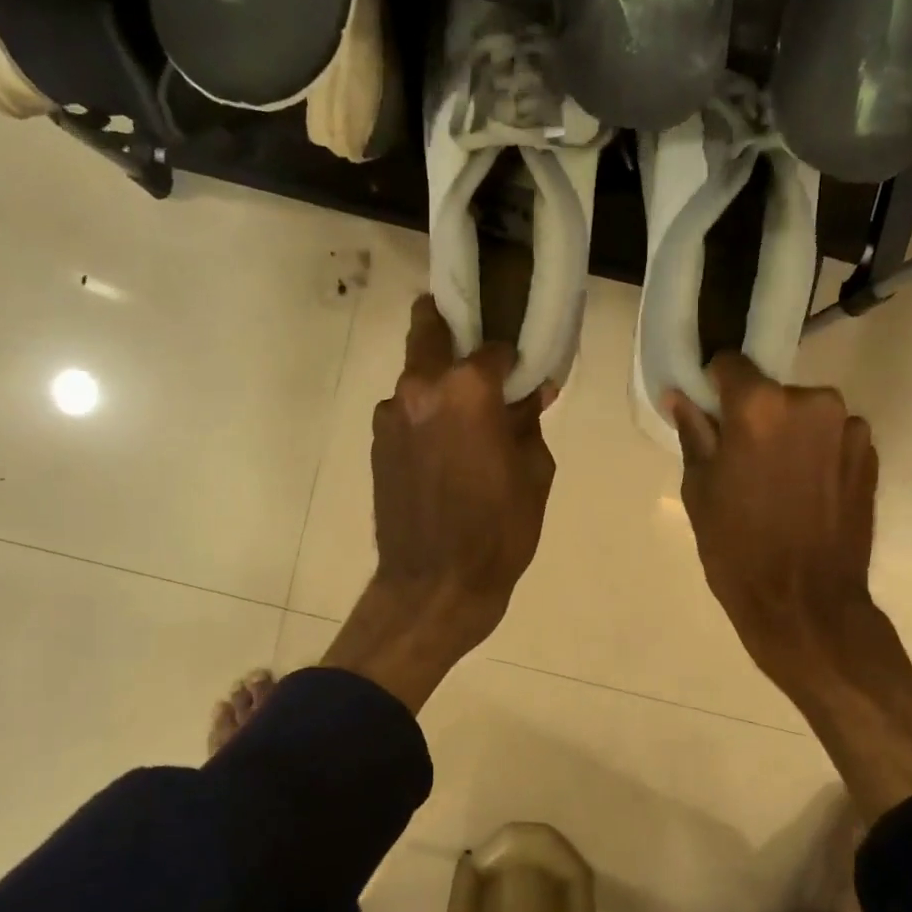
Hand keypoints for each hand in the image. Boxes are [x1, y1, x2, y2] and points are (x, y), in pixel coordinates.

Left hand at [323, 296, 555, 710]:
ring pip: (415, 375)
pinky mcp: (377, 443)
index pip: (493, 348)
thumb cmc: (498, 532)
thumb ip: (528, 422)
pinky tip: (443, 451)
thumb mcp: (534, 474)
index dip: (513, 359)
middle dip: (450, 326)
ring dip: (438, 383)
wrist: (435, 586)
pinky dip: (424, 416)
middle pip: (428, 328)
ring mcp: (390, 415)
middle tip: (476, 351)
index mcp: (467, 390)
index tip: (524, 374)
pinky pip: (405, 412)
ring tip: (463, 421)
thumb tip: (531, 392)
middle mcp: (420, 388)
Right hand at [666, 353, 878, 692]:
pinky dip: (818, 454)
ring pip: (805, 415)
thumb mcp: (700, 491)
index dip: (716, 386)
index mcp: (760, 406)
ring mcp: (848, 427)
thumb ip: (694, 433)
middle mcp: (812, 402)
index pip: (730, 363)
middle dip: (757, 416)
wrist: (806, 604)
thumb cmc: (738, 550)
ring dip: (791, 436)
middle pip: (772, 391)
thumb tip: (680, 396)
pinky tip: (807, 496)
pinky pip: (832, 438)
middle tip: (744, 463)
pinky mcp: (871, 454)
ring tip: (780, 485)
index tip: (711, 415)